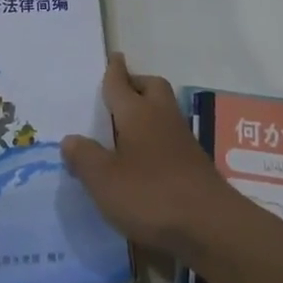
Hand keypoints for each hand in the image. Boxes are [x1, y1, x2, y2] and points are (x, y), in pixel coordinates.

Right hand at [62, 53, 233, 260]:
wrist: (210, 226)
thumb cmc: (151, 195)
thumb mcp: (104, 180)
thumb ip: (85, 157)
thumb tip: (71, 139)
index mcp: (137, 113)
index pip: (121, 83)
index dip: (114, 70)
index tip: (113, 56)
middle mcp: (162, 117)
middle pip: (151, 87)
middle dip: (136, 84)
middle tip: (118, 94)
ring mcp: (182, 139)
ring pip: (163, 110)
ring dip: (147, 111)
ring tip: (125, 128)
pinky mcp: (194, 163)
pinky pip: (170, 136)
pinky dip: (156, 137)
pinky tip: (145, 159)